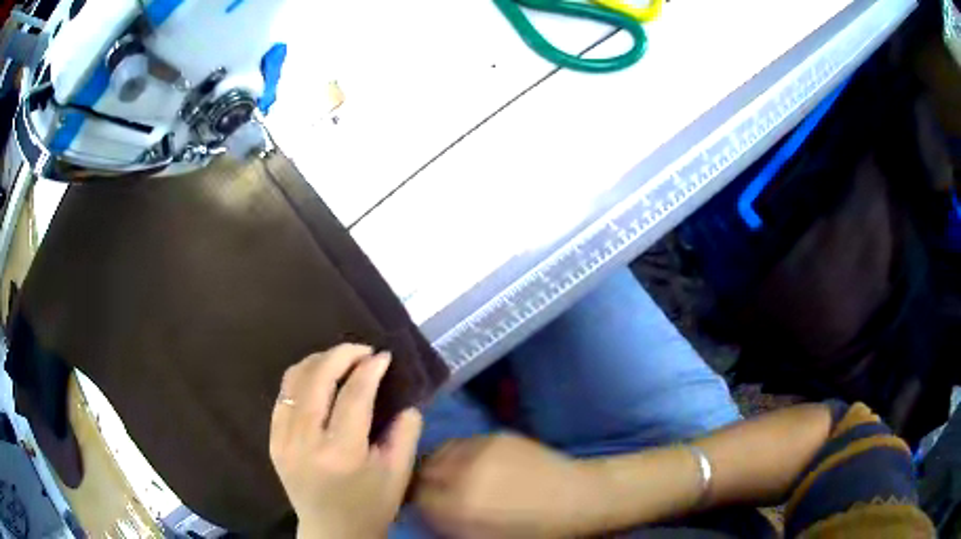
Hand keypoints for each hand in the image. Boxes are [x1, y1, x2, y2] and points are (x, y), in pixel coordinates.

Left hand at [269, 344, 422, 538]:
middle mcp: (306, 441)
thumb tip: (404, 397)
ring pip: (294, 380)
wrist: (332, 532)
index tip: (383, 356)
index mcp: (342, 453)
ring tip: (341, 360)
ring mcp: (283, 440)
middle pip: (317, 378)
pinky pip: (283, 396)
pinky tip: (318, 379)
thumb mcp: (398, 473)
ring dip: (318, 361)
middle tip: (362, 350)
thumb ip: (406, 432)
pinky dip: (301, 379)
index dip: (369, 369)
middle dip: (341, 354)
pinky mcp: (273, 441)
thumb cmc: (370, 506)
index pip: (354, 395)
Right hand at [415, 433, 595, 538]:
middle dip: (428, 483)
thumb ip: (448, 523)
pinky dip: (459, 454)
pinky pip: (460, 444)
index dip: (422, 504)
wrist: (576, 499)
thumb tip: (426, 509)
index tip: (430, 507)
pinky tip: (473, 464)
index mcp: (459, 509)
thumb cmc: (532, 529)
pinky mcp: (494, 436)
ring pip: (438, 453)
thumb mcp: (482, 538)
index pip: (416, 498)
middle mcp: (462, 476)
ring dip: (440, 465)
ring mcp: (479, 451)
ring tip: (454, 475)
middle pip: (423, 472)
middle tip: (440, 492)